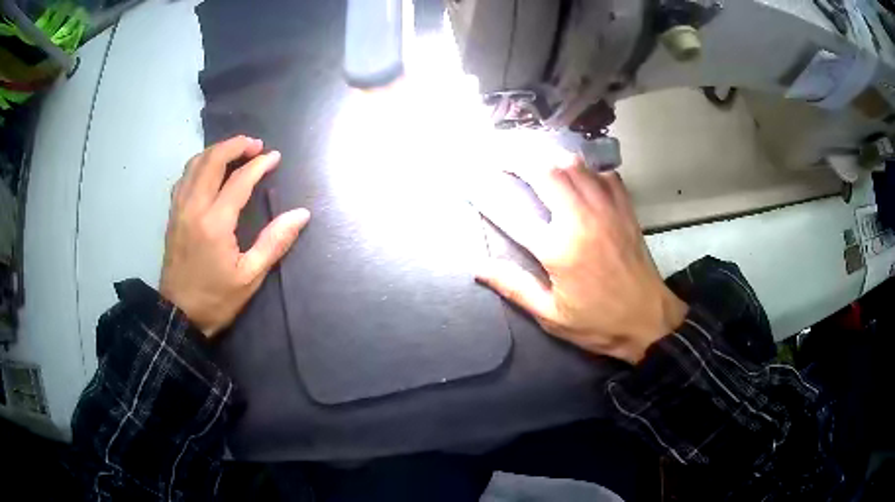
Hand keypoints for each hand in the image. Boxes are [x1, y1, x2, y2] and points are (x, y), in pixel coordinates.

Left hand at [160, 136, 309, 337]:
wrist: (179, 316)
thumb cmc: (216, 299)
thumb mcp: (250, 277)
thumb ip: (275, 242)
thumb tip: (301, 214)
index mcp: (215, 222)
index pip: (239, 180)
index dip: (259, 164)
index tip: (275, 157)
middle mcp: (194, 207)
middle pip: (212, 160)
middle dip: (235, 146)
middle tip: (255, 145)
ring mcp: (179, 209)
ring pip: (195, 164)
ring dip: (216, 151)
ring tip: (235, 151)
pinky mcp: (172, 214)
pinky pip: (184, 177)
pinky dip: (199, 165)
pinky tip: (209, 170)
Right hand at [475, 150, 687, 363]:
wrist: (649, 320)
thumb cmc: (598, 322)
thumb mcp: (551, 316)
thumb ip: (515, 287)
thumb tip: (479, 268)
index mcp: (558, 249)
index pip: (513, 213)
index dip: (489, 195)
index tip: (475, 184)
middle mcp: (581, 220)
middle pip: (546, 172)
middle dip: (519, 158)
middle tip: (503, 158)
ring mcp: (606, 210)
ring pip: (575, 165)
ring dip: (550, 157)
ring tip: (535, 160)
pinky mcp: (625, 210)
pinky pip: (604, 174)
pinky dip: (588, 169)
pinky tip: (579, 175)